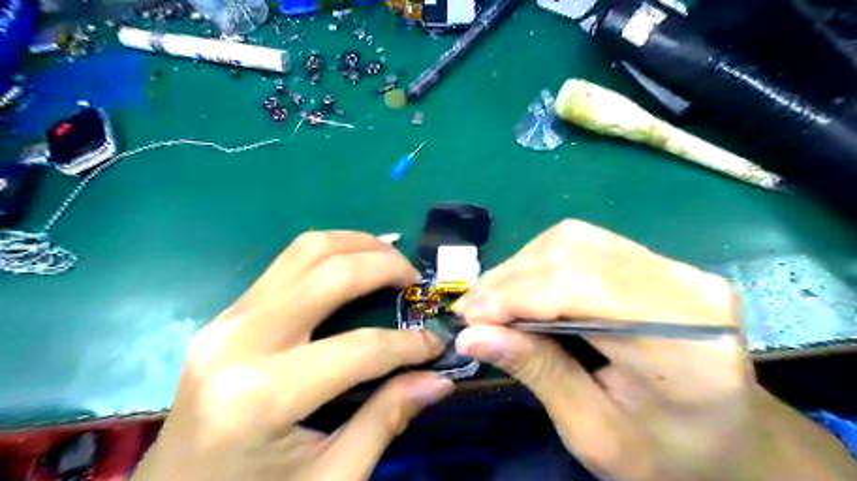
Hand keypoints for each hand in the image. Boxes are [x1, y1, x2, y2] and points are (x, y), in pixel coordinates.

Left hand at [132, 232, 454, 477]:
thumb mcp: (330, 478)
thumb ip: (385, 420)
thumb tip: (437, 380)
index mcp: (261, 398)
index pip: (358, 349)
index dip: (408, 344)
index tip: (436, 344)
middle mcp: (239, 343)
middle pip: (328, 274)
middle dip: (384, 266)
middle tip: (415, 279)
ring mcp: (226, 321)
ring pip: (304, 252)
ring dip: (357, 245)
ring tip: (391, 258)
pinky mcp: (226, 315)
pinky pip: (287, 264)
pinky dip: (330, 254)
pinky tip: (354, 264)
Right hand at [451, 220, 851, 480]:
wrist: (733, 443)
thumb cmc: (670, 457)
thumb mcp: (595, 434)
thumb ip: (538, 374)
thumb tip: (473, 336)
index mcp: (685, 343)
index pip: (582, 287)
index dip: (516, 295)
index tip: (469, 318)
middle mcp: (685, 287)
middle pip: (575, 252)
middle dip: (511, 279)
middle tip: (472, 310)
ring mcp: (674, 267)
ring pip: (575, 240)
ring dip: (522, 267)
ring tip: (491, 301)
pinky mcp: (657, 264)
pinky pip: (584, 245)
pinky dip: (541, 264)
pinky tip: (522, 289)